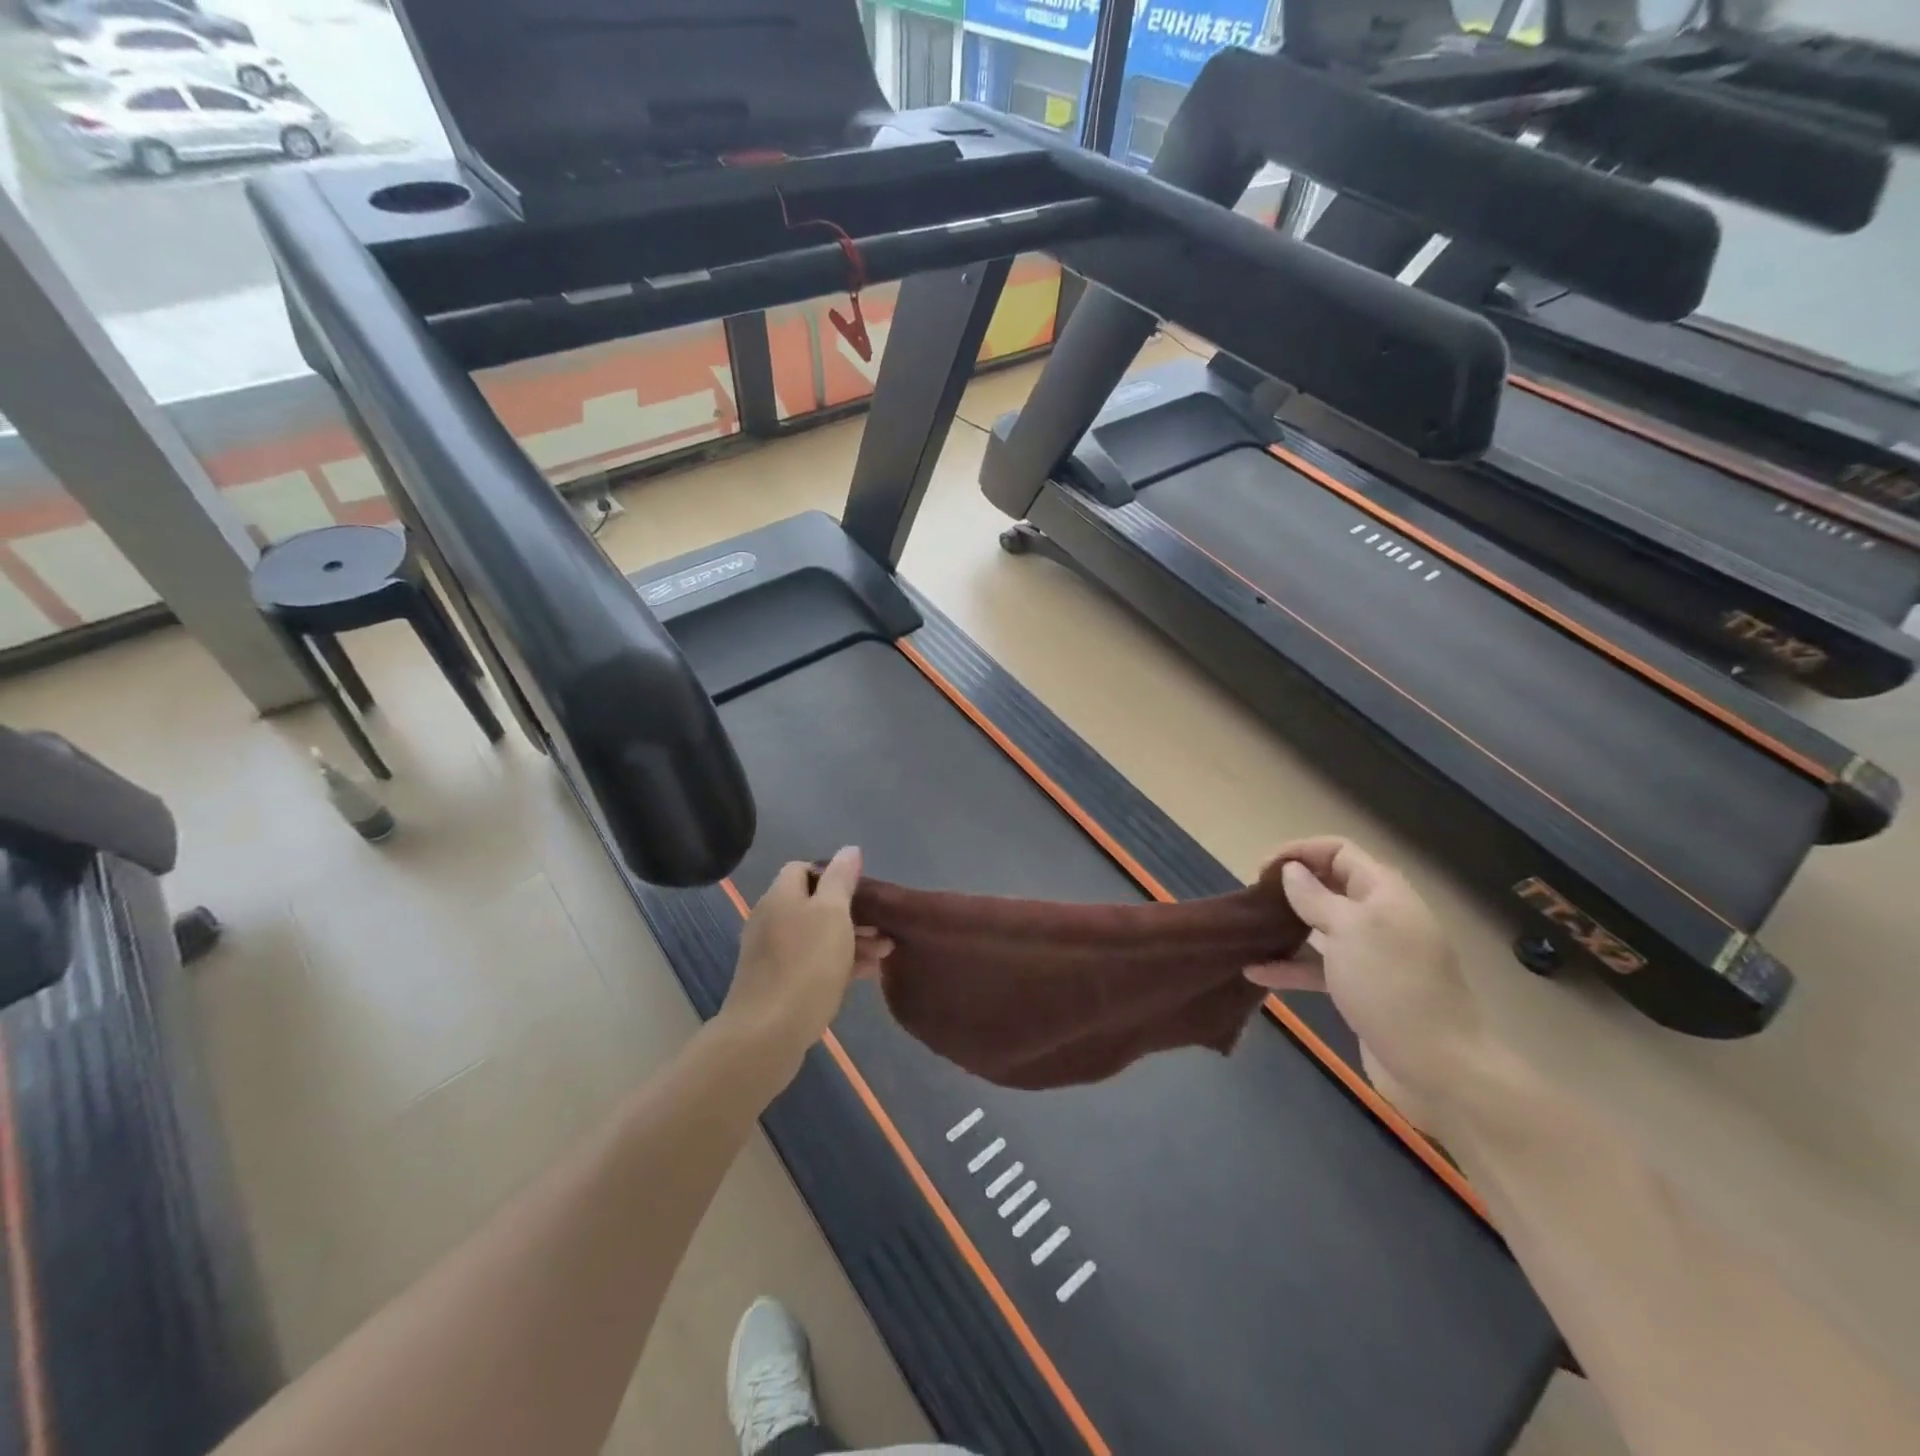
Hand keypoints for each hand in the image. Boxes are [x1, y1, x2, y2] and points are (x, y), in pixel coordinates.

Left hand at [721, 847, 891, 1080]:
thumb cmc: (806, 965)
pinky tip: (865, 974)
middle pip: (813, 904)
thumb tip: (849, 850)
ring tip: (884, 954)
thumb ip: (841, 879)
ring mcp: (770, 954)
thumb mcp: (832, 914)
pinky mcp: (775, 983)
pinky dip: (837, 962)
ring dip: (850, 939)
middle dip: (851, 913)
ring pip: (816, 936)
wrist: (767, 1034)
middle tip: (883, 929)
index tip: (861, 892)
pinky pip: (810, 962)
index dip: (833, 874)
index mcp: (781, 896)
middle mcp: (771, 919)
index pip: (804, 869)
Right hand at [1246, 837, 1485, 1130]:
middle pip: (1329, 885)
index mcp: (1384, 892)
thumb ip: (1314, 897)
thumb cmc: (1391, 985)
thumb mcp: (1349, 930)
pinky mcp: (1362, 988)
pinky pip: (1319, 966)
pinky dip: (1290, 966)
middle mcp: (1380, 917)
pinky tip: (1256, 972)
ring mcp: (1372, 955)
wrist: (1438, 1068)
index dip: (1300, 851)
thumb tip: (1291, 870)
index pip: (1338, 851)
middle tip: (1254, 897)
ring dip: (1287, 926)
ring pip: (1321, 927)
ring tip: (1250, 930)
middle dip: (1291, 886)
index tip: (1262, 869)